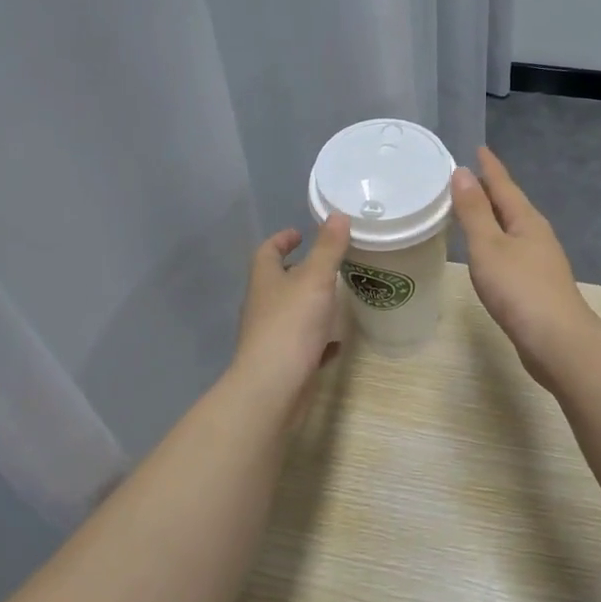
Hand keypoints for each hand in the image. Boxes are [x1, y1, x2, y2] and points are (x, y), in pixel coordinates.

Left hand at [233, 213, 350, 404]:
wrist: (273, 386)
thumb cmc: (292, 325)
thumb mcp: (316, 279)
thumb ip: (328, 248)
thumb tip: (338, 214)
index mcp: (265, 280)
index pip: (267, 251)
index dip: (282, 239)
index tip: (299, 233)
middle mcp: (262, 305)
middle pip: (276, 281)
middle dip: (297, 271)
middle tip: (324, 264)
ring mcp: (270, 335)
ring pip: (289, 312)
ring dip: (307, 304)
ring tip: (334, 298)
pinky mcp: (282, 361)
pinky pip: (301, 344)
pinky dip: (317, 339)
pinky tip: (335, 343)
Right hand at [450, 147, 600, 386]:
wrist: (557, 341)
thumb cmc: (519, 289)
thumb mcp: (488, 246)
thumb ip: (474, 211)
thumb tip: (464, 173)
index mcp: (527, 221)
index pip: (504, 185)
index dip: (490, 168)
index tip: (479, 148)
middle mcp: (537, 236)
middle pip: (512, 206)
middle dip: (492, 191)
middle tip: (469, 177)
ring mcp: (541, 262)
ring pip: (513, 230)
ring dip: (495, 218)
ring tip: (474, 212)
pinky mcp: (538, 286)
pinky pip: (513, 252)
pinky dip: (497, 244)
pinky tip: (490, 255)